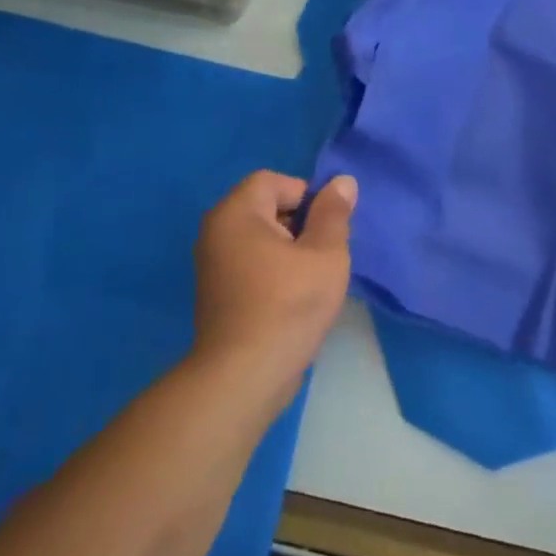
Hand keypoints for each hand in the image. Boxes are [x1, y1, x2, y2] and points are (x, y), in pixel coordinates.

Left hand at [191, 170, 355, 417]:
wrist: (245, 375)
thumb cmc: (289, 304)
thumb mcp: (325, 253)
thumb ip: (334, 213)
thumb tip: (342, 182)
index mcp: (236, 213)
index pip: (274, 181)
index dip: (307, 196)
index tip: (328, 228)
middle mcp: (216, 232)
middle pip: (266, 207)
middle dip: (301, 223)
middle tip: (326, 253)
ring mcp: (213, 265)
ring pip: (262, 238)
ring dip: (291, 249)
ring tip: (314, 277)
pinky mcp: (218, 293)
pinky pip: (252, 263)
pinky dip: (275, 270)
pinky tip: (295, 296)